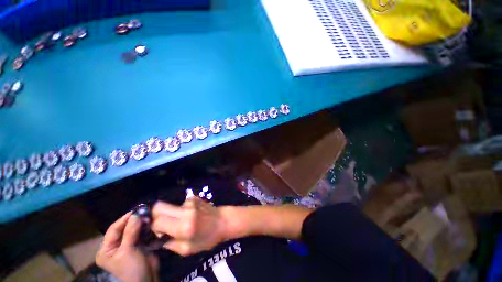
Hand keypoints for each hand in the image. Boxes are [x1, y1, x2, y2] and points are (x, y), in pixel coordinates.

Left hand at [96, 212, 158, 281]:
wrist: (147, 279)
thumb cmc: (131, 269)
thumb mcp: (128, 251)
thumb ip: (130, 233)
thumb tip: (135, 215)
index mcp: (106, 250)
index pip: (113, 230)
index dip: (124, 219)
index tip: (136, 210)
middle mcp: (114, 246)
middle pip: (123, 229)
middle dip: (133, 220)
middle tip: (144, 211)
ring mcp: (127, 246)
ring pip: (133, 230)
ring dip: (140, 223)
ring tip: (148, 215)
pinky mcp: (138, 245)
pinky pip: (140, 233)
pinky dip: (145, 227)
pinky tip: (150, 222)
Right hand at [152, 197, 227, 255]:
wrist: (223, 221)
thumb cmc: (208, 238)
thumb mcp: (188, 249)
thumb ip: (170, 245)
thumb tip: (159, 238)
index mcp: (184, 226)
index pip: (157, 222)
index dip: (154, 228)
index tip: (160, 233)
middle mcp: (185, 211)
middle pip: (159, 206)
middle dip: (155, 215)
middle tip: (162, 224)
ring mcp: (190, 202)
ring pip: (169, 206)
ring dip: (171, 214)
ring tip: (182, 221)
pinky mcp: (194, 198)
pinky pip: (180, 204)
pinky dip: (181, 210)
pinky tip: (190, 215)